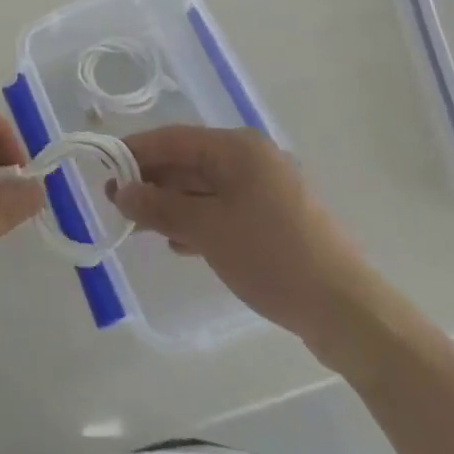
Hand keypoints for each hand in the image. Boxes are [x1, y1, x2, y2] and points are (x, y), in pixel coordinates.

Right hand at [111, 125, 391, 364]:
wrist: (349, 314)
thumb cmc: (272, 257)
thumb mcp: (206, 230)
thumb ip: (159, 207)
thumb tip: (119, 192)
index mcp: (238, 148)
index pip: (173, 139)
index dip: (136, 151)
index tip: (104, 167)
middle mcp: (252, 159)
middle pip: (189, 161)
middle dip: (152, 181)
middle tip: (118, 202)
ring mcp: (267, 190)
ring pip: (205, 187)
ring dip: (172, 203)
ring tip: (140, 226)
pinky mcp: (276, 220)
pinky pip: (224, 208)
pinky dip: (198, 220)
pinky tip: (179, 243)